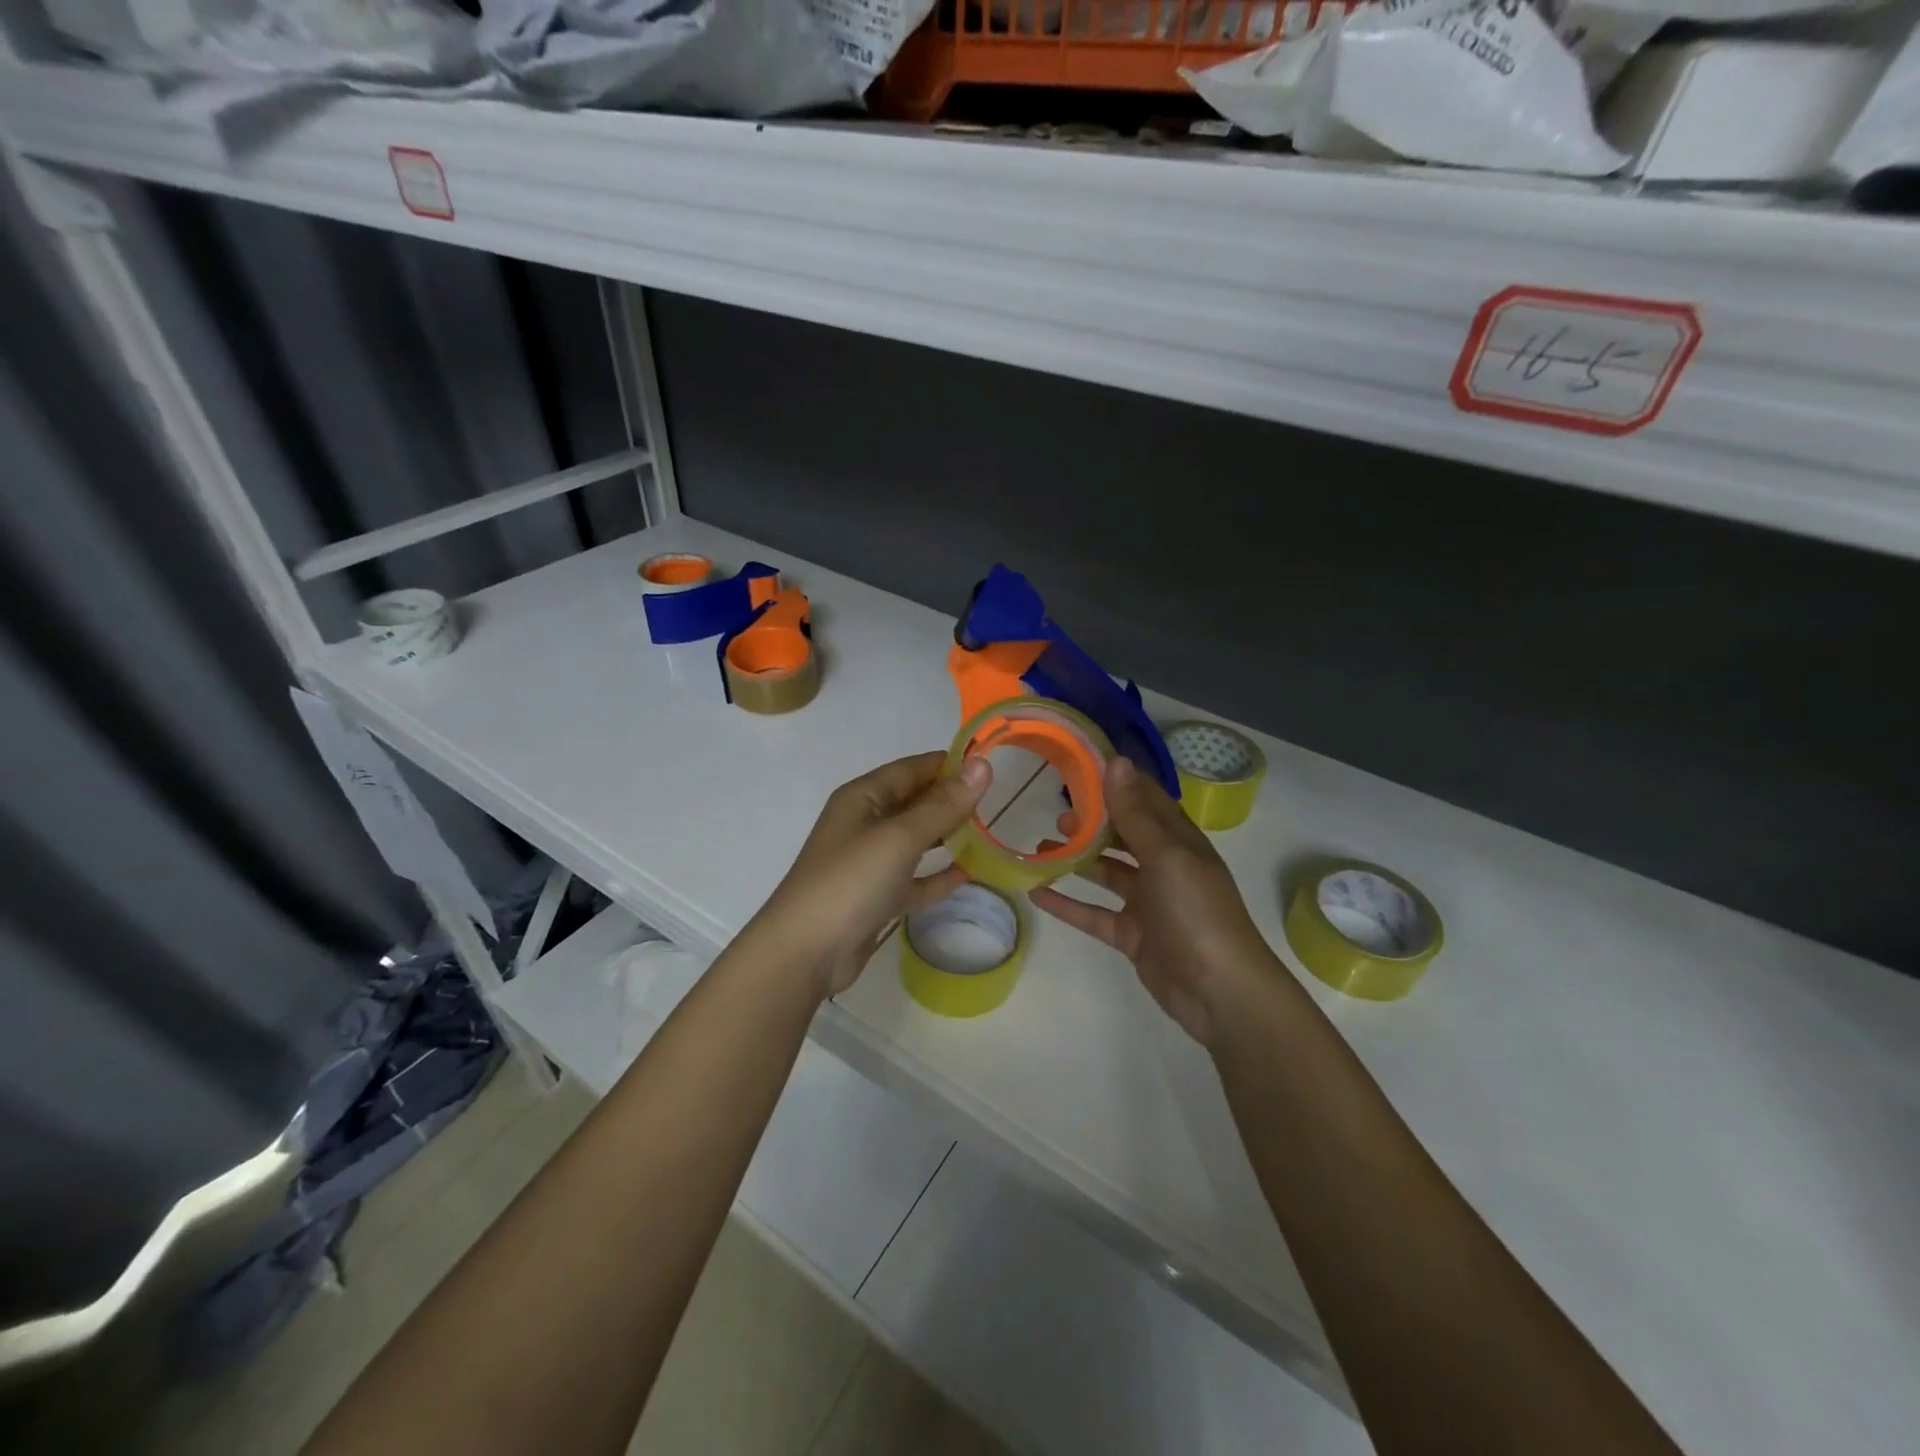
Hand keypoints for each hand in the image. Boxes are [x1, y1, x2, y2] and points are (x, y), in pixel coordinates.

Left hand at [754, 751, 991, 999]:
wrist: (806, 952)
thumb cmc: (851, 880)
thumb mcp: (900, 837)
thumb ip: (944, 804)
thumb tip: (983, 765)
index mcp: (863, 797)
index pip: (911, 769)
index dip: (948, 764)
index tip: (991, 764)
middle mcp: (865, 823)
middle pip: (915, 802)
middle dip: (952, 800)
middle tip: (998, 801)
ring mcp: (871, 863)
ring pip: (917, 840)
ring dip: (948, 836)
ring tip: (990, 832)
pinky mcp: (877, 898)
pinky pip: (915, 879)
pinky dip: (938, 876)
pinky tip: (970, 874)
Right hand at [1030, 755, 1276, 1045]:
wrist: (1220, 992)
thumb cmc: (1197, 913)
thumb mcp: (1166, 856)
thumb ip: (1136, 813)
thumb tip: (1116, 761)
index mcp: (1178, 840)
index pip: (1145, 799)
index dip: (1116, 781)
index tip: (1080, 765)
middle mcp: (1163, 865)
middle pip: (1122, 834)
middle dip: (1092, 821)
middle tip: (1055, 811)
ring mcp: (1147, 902)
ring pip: (1105, 872)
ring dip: (1076, 858)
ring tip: (1041, 844)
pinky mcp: (1132, 934)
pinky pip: (1093, 913)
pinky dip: (1068, 903)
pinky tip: (1036, 892)